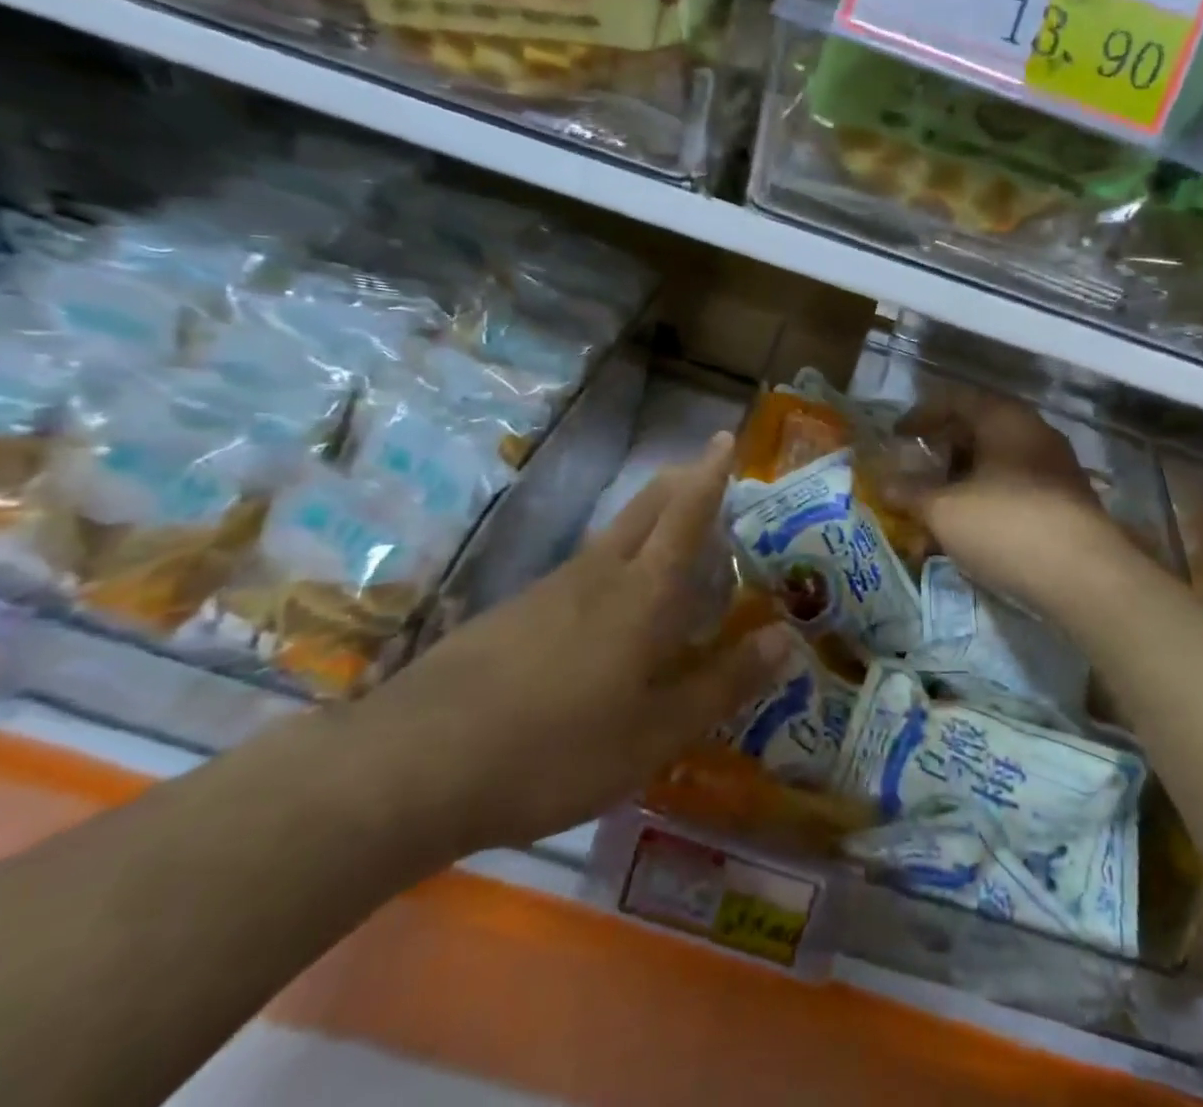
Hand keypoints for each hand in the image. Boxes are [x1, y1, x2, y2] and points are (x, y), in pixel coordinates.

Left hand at [359, 431, 789, 856]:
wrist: (415, 764)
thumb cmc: (557, 748)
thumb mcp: (656, 733)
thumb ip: (724, 684)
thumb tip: (787, 638)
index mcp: (642, 593)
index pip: (686, 515)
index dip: (710, 475)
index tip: (723, 439)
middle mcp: (598, 574)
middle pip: (645, 508)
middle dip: (679, 481)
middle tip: (704, 472)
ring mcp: (549, 589)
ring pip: (611, 537)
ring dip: (647, 523)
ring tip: (671, 545)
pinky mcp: (514, 613)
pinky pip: (581, 571)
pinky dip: (612, 566)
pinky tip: (606, 608)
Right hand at [901, 390, 1122, 608]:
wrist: (1085, 578)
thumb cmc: (1006, 525)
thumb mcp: (944, 510)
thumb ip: (910, 493)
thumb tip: (883, 484)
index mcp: (1005, 419)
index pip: (955, 399)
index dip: (920, 415)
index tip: (896, 437)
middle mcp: (1033, 434)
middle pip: (977, 431)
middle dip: (940, 453)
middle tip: (913, 473)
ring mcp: (1054, 469)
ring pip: (995, 465)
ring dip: (960, 483)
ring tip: (934, 511)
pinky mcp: (1065, 504)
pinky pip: (1013, 491)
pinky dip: (984, 503)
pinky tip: (967, 534)